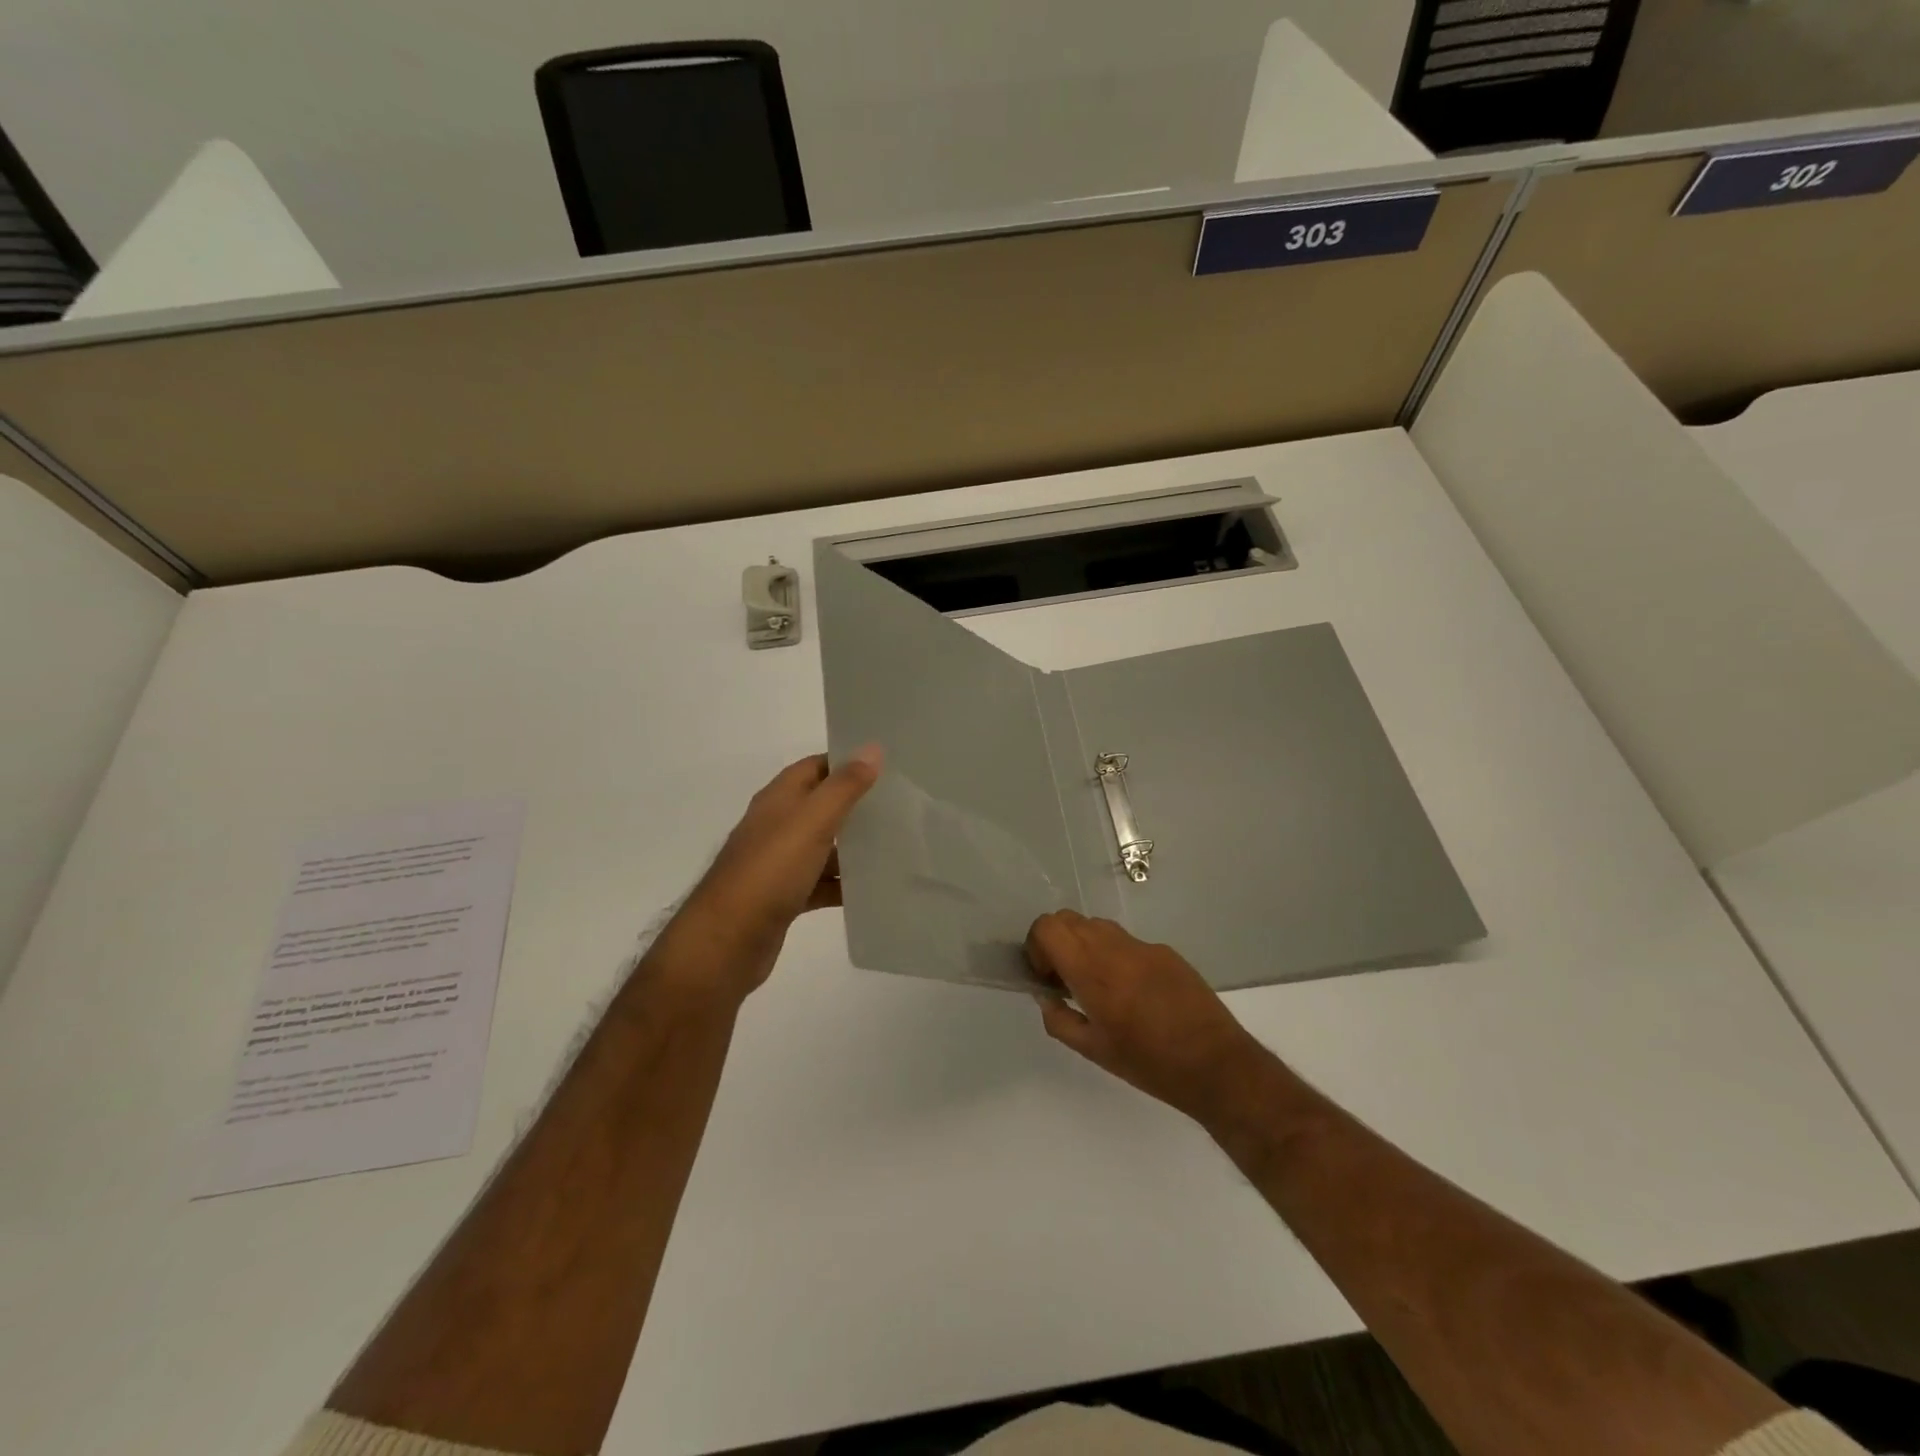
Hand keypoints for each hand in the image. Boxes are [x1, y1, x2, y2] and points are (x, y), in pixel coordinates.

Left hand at [669, 747, 882, 999]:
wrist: (726, 941)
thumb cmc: (770, 872)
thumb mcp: (812, 822)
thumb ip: (844, 787)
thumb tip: (873, 748)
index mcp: (778, 799)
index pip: (816, 766)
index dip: (848, 762)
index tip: (888, 766)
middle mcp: (776, 825)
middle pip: (821, 805)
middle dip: (856, 805)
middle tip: (900, 805)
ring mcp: (778, 863)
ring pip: (822, 846)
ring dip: (852, 846)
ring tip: (895, 846)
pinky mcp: (783, 897)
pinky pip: (819, 883)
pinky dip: (841, 884)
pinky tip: (870, 889)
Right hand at [1026, 910, 1273, 1126]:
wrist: (1216, 1063)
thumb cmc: (1149, 1063)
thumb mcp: (1094, 1051)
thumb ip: (1060, 1020)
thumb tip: (1046, 998)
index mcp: (1092, 971)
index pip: (1048, 927)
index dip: (1037, 946)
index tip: (1047, 977)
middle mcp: (1114, 947)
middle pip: (1069, 919)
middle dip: (1057, 943)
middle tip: (1065, 980)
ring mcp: (1143, 945)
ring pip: (1097, 926)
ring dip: (1085, 946)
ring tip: (1097, 986)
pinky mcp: (1166, 951)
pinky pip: (1126, 941)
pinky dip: (1115, 955)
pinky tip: (1133, 993)